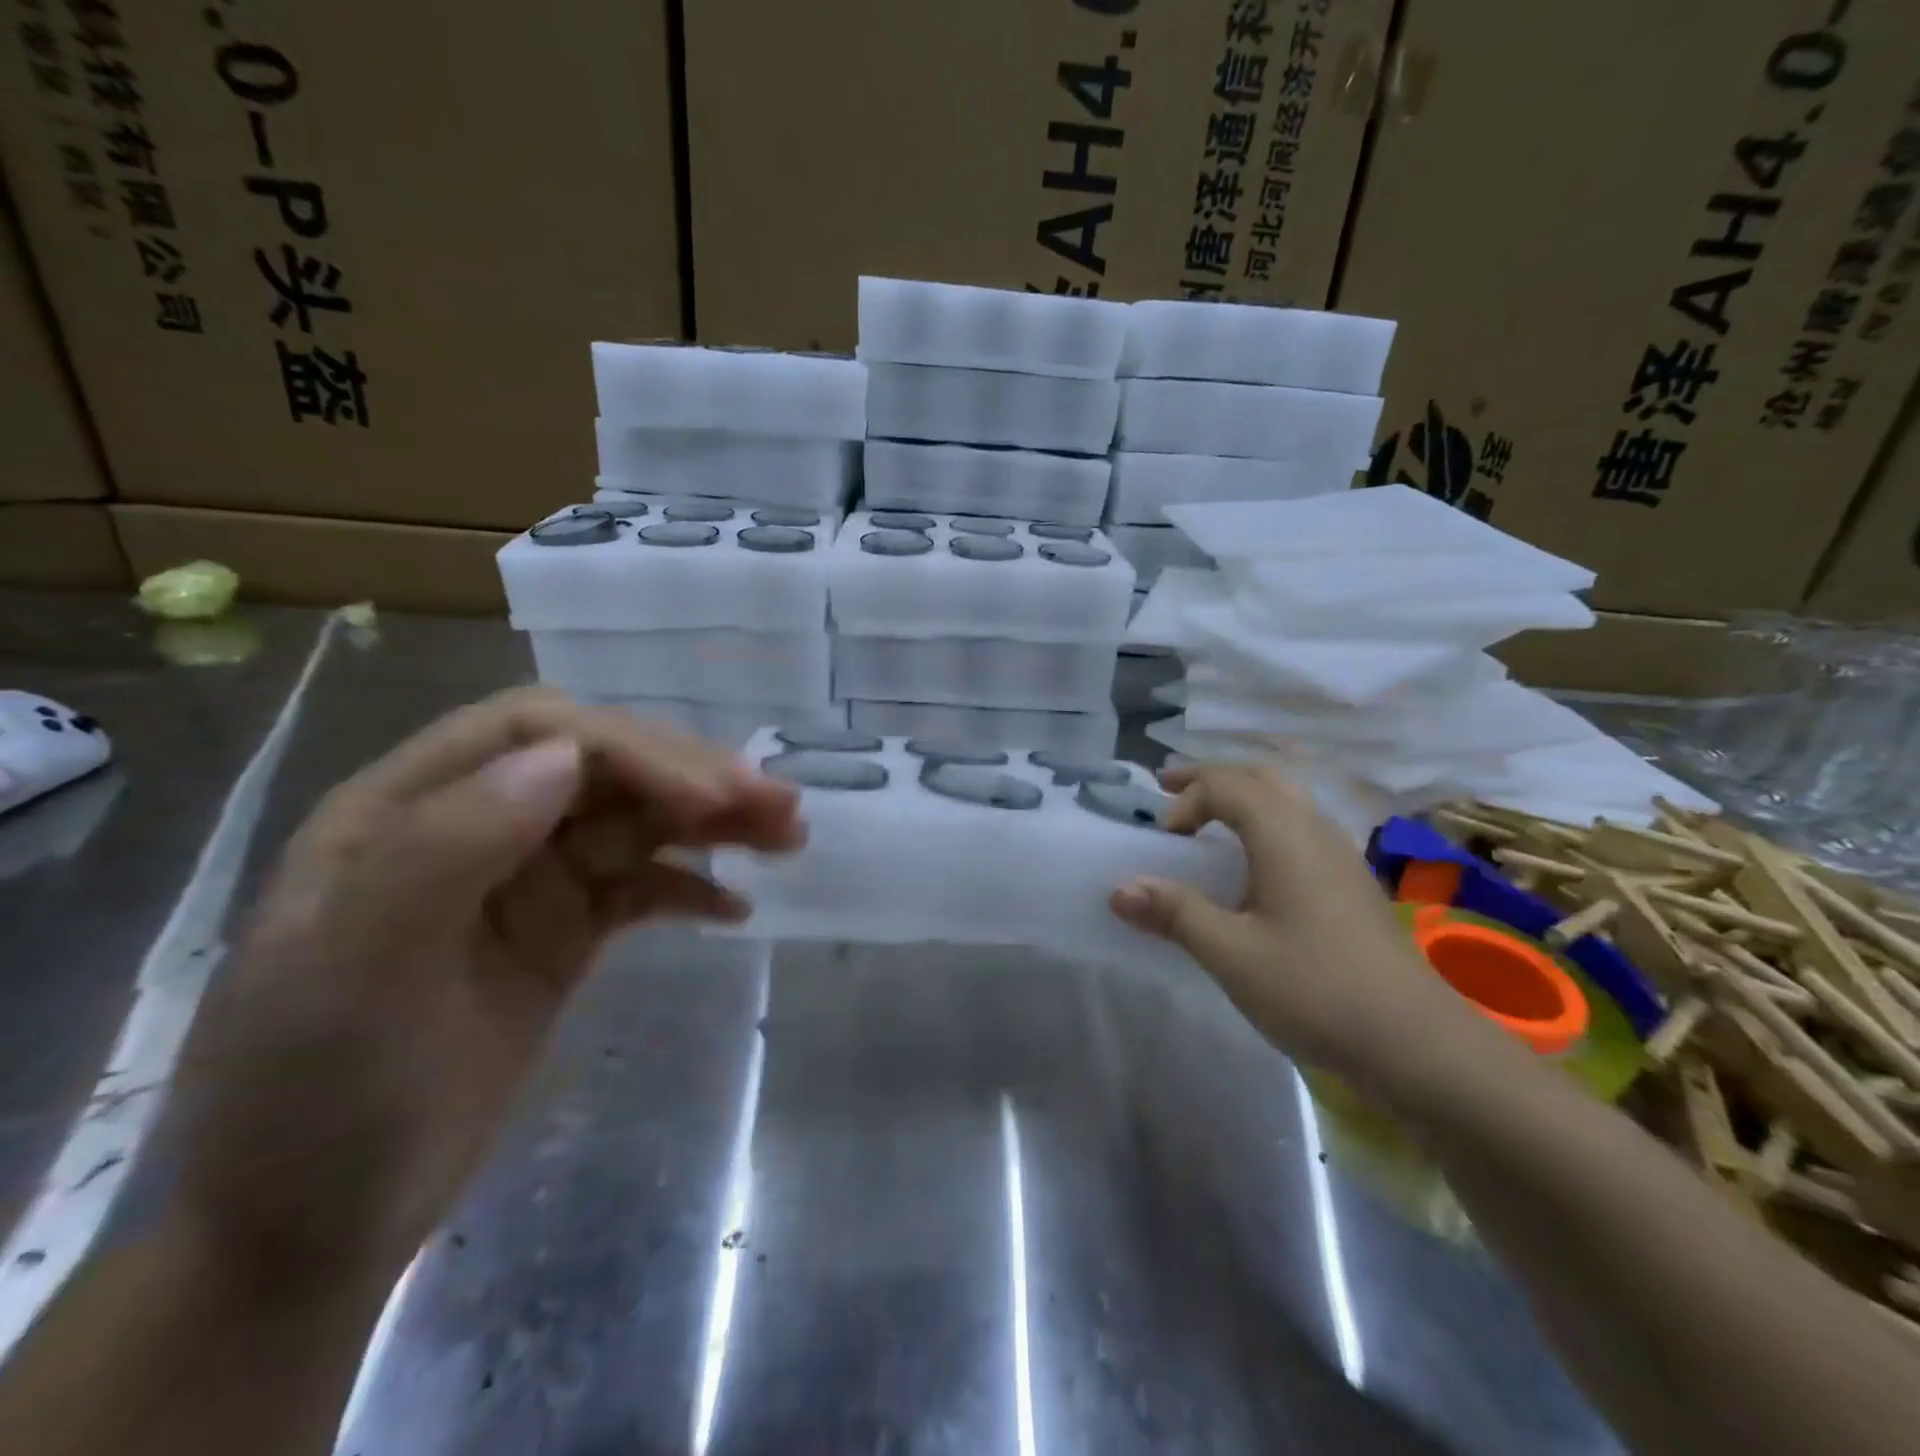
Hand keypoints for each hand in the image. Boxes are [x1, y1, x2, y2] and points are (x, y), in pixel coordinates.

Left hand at [166, 689, 802, 1288]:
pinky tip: (737, 908)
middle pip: (603, 769)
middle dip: (692, 778)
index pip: (539, 732)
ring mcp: (526, 879)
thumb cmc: (318, 1095)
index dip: (632, 750)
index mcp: (408, 807)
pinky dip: (691, 886)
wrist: (311, 1228)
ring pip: (635, 821)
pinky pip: (640, 886)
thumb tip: (567, 757)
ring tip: (789, 834)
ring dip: (713, 820)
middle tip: (782, 805)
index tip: (709, 797)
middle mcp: (475, 825)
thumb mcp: (353, 970)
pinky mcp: (563, 930)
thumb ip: (448, 846)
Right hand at [1110, 762, 1474, 1090]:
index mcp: (1285, 834)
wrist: (1418, 1043)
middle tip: (1171, 789)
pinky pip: (1302, 826)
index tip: (1164, 841)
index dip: (1186, 800)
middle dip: (1212, 778)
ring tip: (1208, 818)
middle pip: (1261, 777)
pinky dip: (1266, 821)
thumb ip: (1174, 914)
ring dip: (1242, 796)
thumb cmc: (1316, 989)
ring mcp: (1342, 855)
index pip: (1226, 786)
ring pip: (1288, 799)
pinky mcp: (1353, 883)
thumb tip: (1118, 889)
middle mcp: (1316, 830)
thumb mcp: (1231, 954)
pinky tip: (1256, 863)